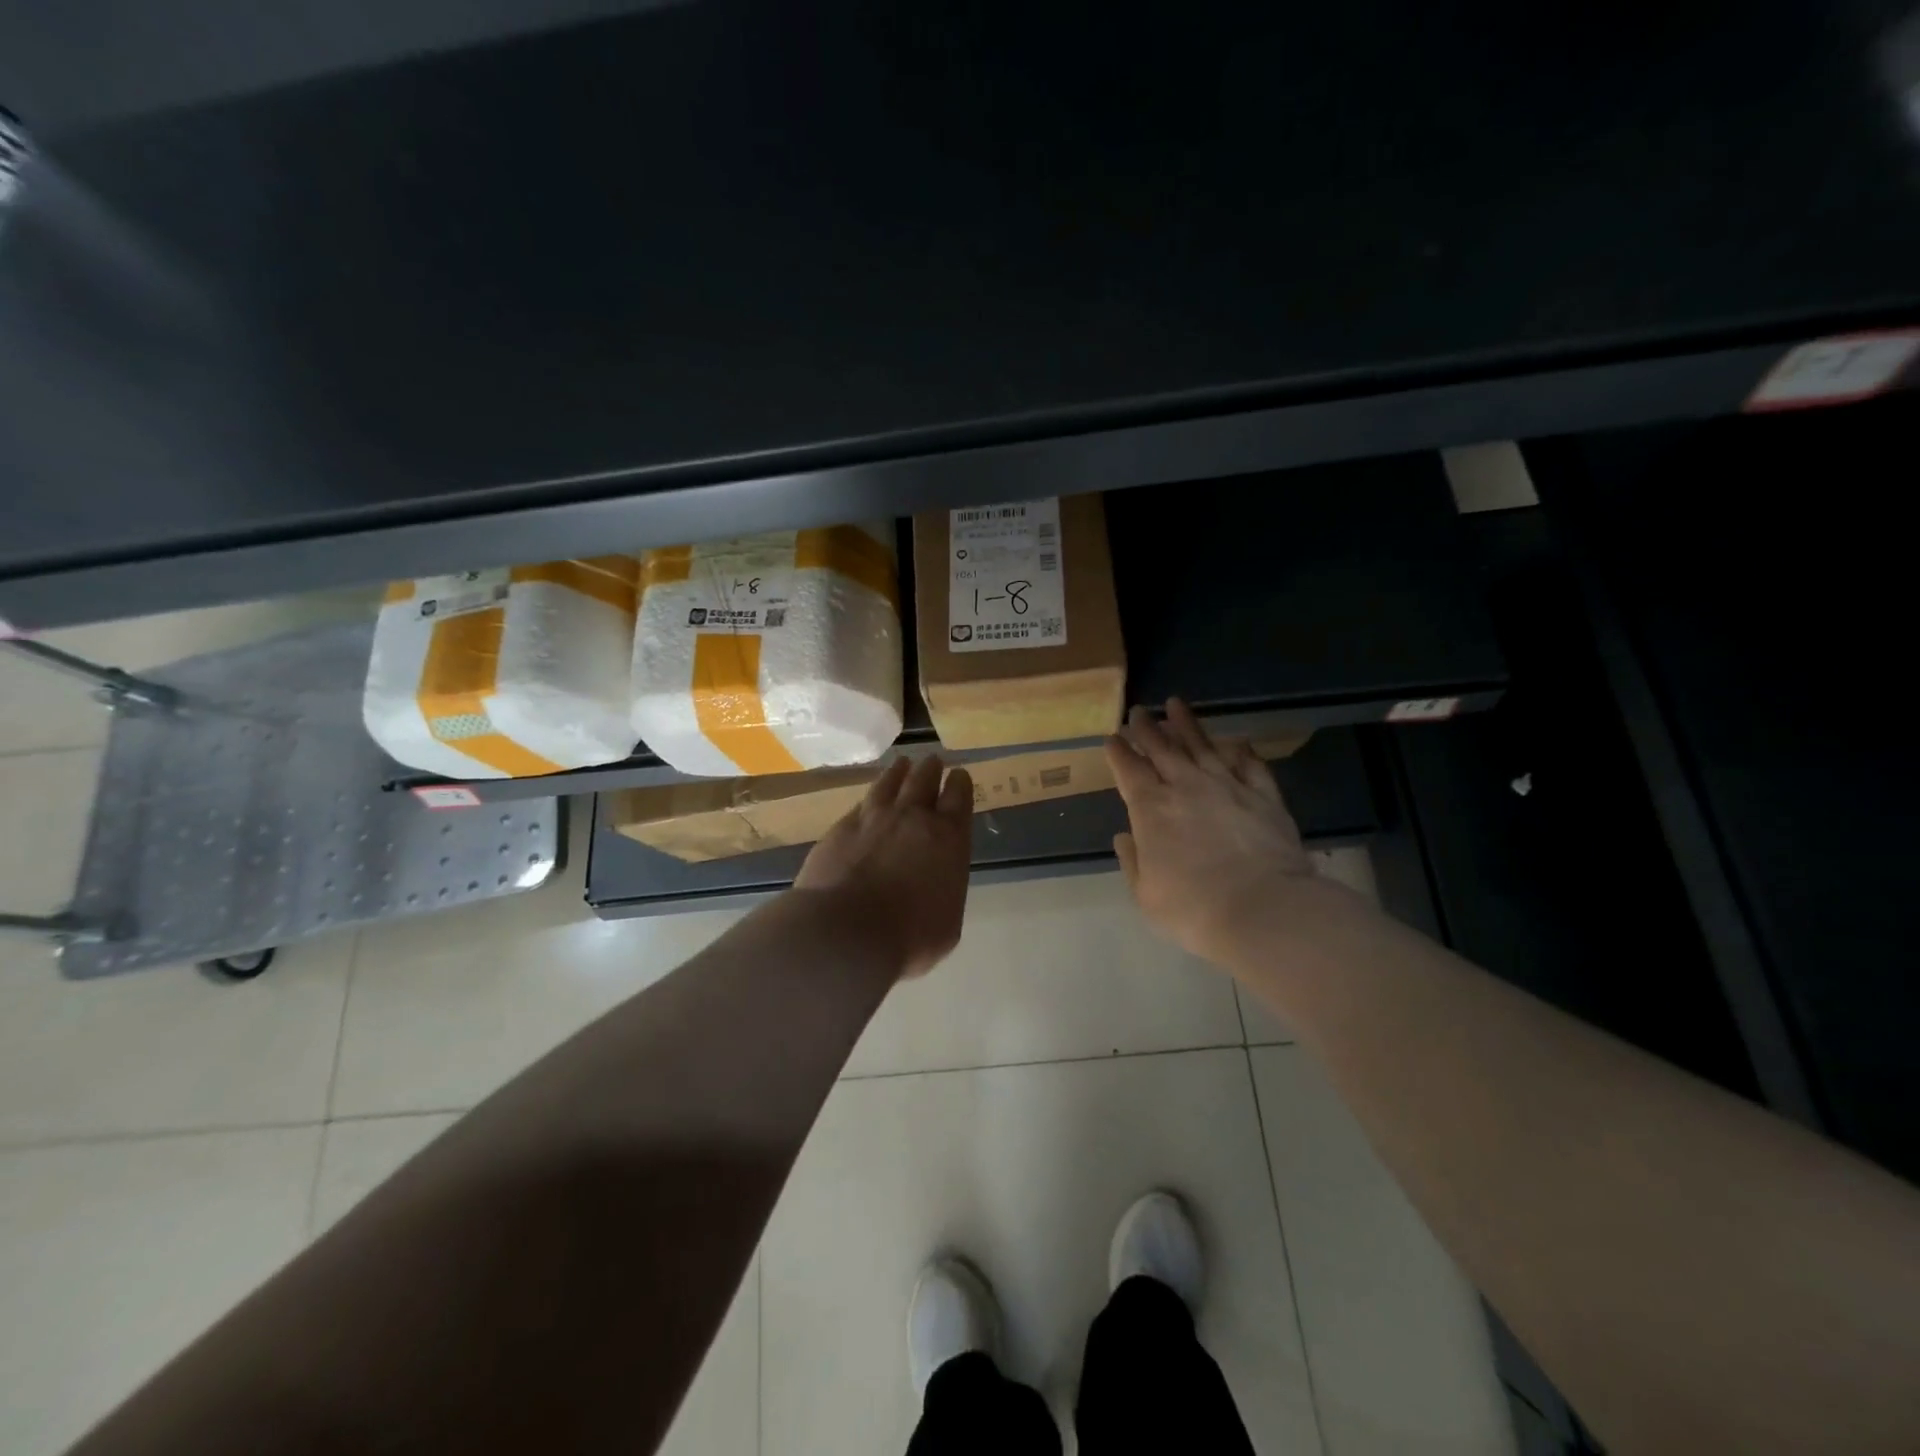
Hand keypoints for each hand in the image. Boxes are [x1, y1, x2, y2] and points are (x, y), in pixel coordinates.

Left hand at [795, 755, 973, 978]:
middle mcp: (913, 818)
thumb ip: (944, 892)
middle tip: (933, 761)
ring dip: (898, 772)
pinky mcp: (841, 828)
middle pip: (924, 780)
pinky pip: (860, 804)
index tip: (958, 775)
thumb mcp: (947, 924)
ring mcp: (873, 819)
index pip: (959, 798)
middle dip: (931, 769)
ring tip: (902, 763)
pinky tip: (867, 799)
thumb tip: (934, 886)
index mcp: (949, 838)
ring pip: (889, 783)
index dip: (960, 784)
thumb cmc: (910, 936)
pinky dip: (869, 798)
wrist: (846, 931)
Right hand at [1107, 699, 1353, 966]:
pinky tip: (1236, 742)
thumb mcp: (1146, 894)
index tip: (1112, 738)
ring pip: (1203, 746)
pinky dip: (1241, 751)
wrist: (1264, 910)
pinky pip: (1250, 765)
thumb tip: (1125, 837)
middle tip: (1138, 711)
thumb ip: (1133, 861)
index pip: (1128, 769)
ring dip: (1187, 724)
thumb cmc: (1193, 908)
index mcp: (1151, 808)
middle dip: (1147, 728)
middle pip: (1162, 748)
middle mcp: (1186, 786)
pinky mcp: (1264, 795)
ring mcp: (1228, 786)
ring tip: (1176, 705)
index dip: (1118, 752)